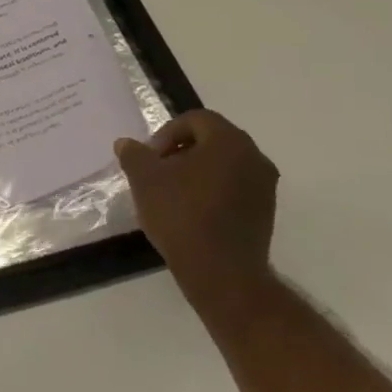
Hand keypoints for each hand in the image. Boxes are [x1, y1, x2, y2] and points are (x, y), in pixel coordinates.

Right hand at [115, 110, 279, 293]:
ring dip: (196, 172)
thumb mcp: (145, 181)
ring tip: (171, 194)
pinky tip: (191, 213)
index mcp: (228, 140)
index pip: (196, 119)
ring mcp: (264, 186)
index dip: (166, 134)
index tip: (150, 159)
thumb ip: (135, 155)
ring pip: (224, 165)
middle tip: (157, 173)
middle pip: (212, 140)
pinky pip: (234, 188)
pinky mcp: (265, 211)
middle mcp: (254, 156)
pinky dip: (212, 191)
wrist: (221, 272)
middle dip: (180, 152)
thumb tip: (126, 143)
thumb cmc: (181, 215)